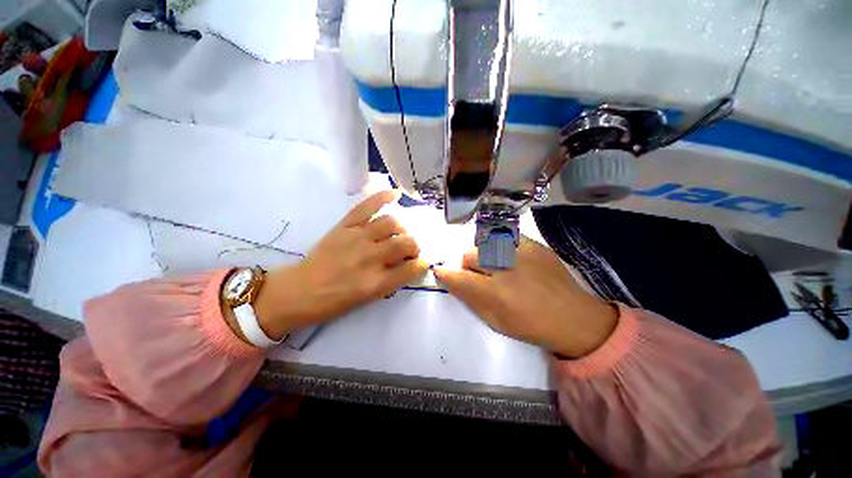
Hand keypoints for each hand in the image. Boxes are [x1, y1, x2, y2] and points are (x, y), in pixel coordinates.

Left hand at [252, 191, 427, 339]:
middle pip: (406, 243)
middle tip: (409, 250)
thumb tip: (408, 264)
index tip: (421, 262)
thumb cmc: (335, 301)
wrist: (300, 290)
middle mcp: (371, 258)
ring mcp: (357, 238)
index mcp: (377, 282)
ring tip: (399, 233)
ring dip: (402, 229)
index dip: (422, 264)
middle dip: (414, 246)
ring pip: (392, 223)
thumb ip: (392, 281)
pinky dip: (382, 197)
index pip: (412, 268)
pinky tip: (395, 194)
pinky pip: (367, 206)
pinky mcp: (345, 226)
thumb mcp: (368, 299)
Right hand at [434, 237, 617, 357]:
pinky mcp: (534, 243)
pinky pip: (504, 238)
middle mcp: (506, 267)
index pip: (457, 276)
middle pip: (469, 254)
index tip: (442, 272)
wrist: (574, 317)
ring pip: (484, 243)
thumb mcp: (495, 322)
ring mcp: (521, 251)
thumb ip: (469, 299)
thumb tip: (450, 279)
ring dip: (483, 256)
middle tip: (480, 276)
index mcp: (495, 293)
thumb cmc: (531, 326)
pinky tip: (511, 258)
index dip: (446, 273)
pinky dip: (500, 247)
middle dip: (468, 266)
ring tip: (497, 267)